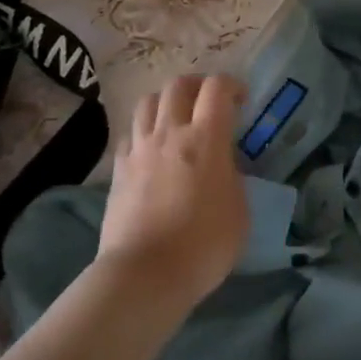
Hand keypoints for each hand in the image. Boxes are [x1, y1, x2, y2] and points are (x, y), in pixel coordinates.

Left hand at [97, 74, 250, 306]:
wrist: (145, 274)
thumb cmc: (204, 245)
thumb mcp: (239, 210)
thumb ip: (232, 176)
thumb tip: (222, 165)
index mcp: (206, 138)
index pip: (217, 88)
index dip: (232, 85)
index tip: (242, 100)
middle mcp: (170, 133)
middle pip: (178, 84)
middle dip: (197, 85)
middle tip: (209, 103)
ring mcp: (140, 148)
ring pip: (148, 101)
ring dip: (166, 102)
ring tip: (177, 119)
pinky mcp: (118, 169)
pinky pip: (130, 133)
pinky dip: (144, 132)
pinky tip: (152, 150)